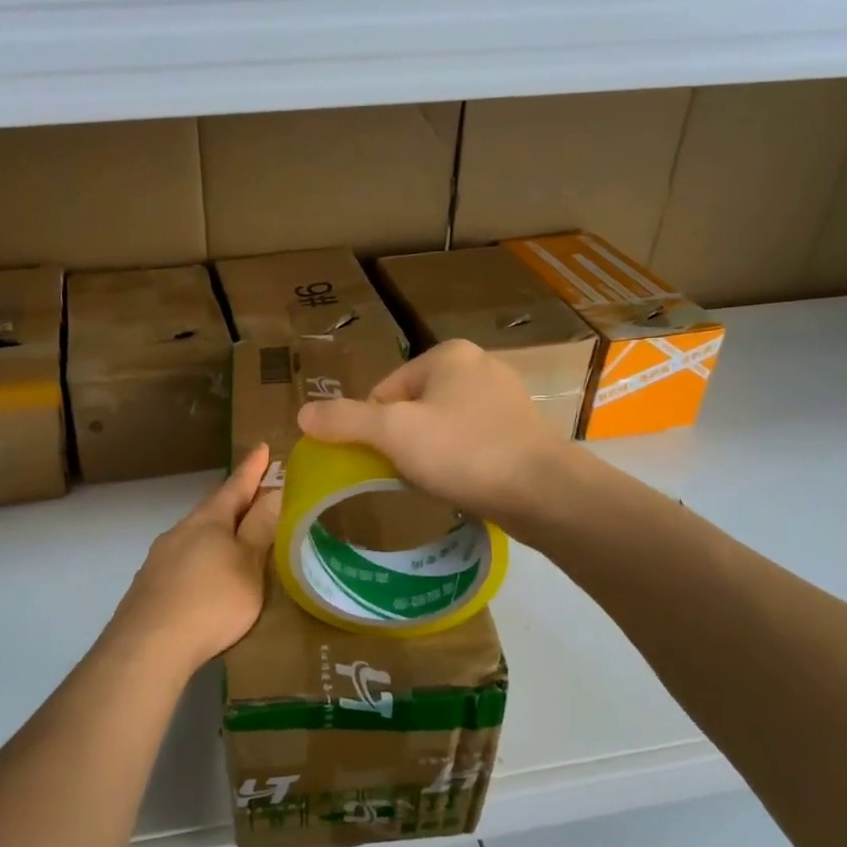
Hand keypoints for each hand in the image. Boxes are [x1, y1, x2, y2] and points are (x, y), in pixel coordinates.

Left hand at [103, 445, 280, 680]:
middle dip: (233, 500)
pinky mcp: (150, 585)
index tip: (263, 447)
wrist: (148, 647)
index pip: (236, 485)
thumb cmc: (210, 601)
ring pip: (195, 535)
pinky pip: (183, 560)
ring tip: (235, 540)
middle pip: (212, 508)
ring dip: (216, 533)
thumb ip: (260, 530)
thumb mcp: (247, 566)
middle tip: (254, 494)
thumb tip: (275, 492)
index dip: (252, 468)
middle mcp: (181, 531)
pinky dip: (201, 559)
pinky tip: (206, 577)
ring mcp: (160, 558)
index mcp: (209, 521)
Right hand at [296, 340, 566, 526]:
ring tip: (436, 482)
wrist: (543, 492)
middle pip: (412, 408)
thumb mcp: (393, 432)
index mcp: (448, 355)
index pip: (385, 391)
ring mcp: (505, 398)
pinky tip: (462, 484)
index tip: (382, 459)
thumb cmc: (463, 452)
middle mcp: (479, 366)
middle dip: (403, 441)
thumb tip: (302, 413)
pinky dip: (459, 462)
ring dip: (430, 454)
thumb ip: (345, 420)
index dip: (374, 428)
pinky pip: (471, 442)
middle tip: (407, 474)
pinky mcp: (521, 430)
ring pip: (442, 427)